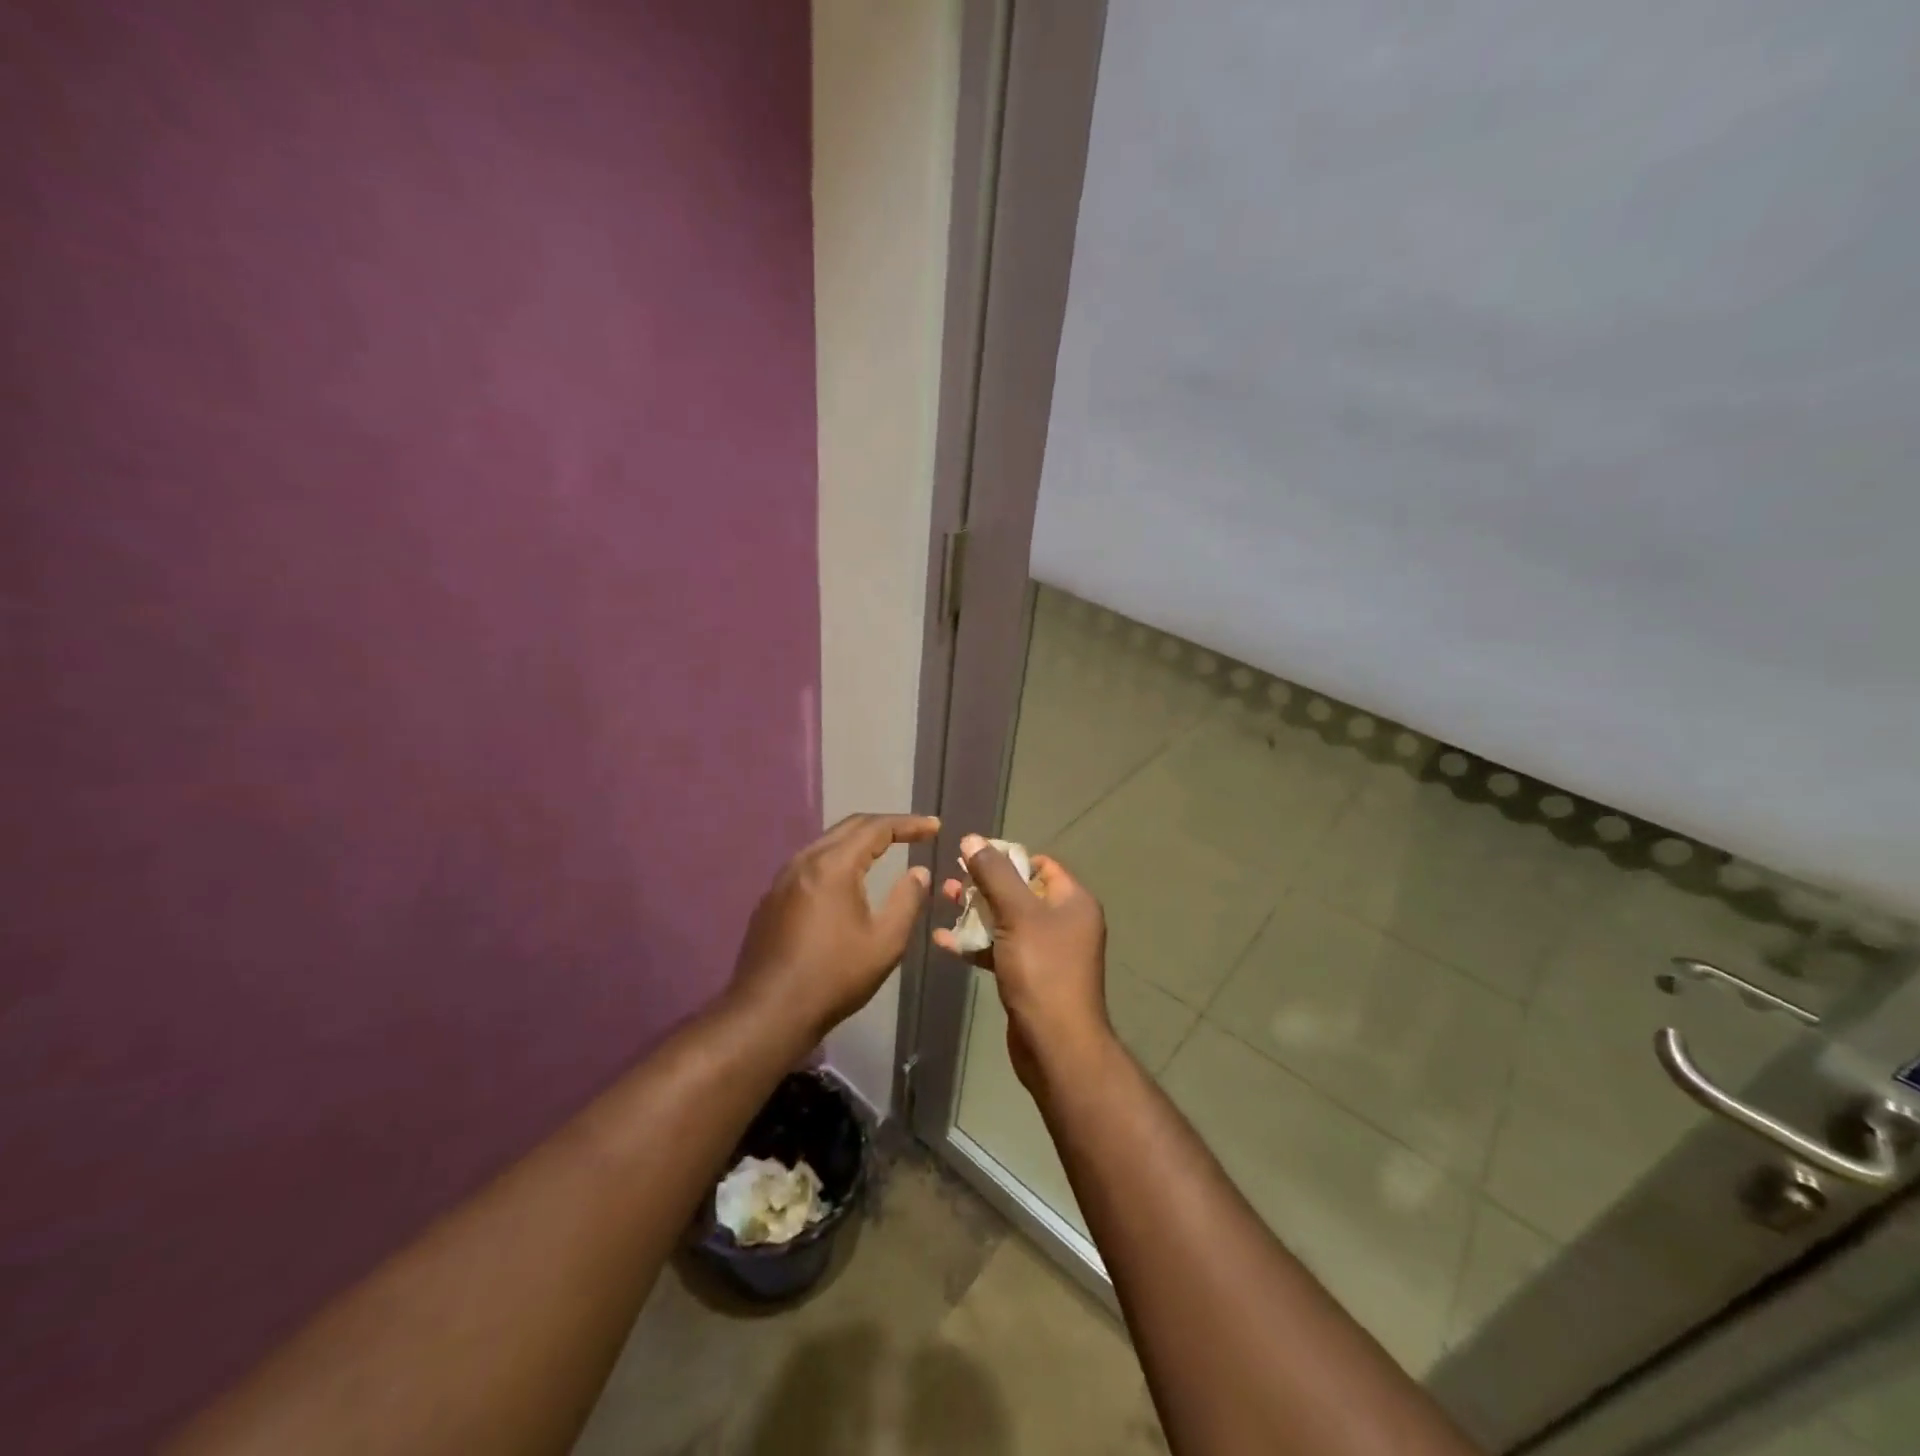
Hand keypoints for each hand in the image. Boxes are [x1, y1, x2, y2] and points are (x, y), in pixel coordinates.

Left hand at [731, 813, 940, 1041]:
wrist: (768, 1013)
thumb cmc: (834, 977)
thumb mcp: (885, 942)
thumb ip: (907, 900)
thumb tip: (919, 872)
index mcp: (833, 866)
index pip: (876, 828)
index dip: (909, 824)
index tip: (934, 827)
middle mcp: (804, 861)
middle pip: (849, 827)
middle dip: (884, 825)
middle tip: (914, 833)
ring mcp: (782, 879)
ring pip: (826, 844)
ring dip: (858, 841)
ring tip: (885, 850)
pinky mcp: (771, 899)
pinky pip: (810, 864)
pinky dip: (837, 859)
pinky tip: (847, 879)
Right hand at [933, 834, 1112, 1090]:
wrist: (1055, 1044)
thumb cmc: (1042, 970)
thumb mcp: (1017, 914)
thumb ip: (994, 874)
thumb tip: (972, 838)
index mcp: (1073, 901)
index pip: (1040, 864)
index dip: (1006, 856)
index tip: (971, 856)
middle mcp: (1064, 922)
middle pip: (1020, 891)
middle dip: (984, 884)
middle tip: (950, 879)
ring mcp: (1047, 951)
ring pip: (1006, 920)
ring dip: (975, 911)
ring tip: (941, 900)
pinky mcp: (1029, 976)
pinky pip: (1000, 949)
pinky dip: (976, 943)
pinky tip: (944, 941)